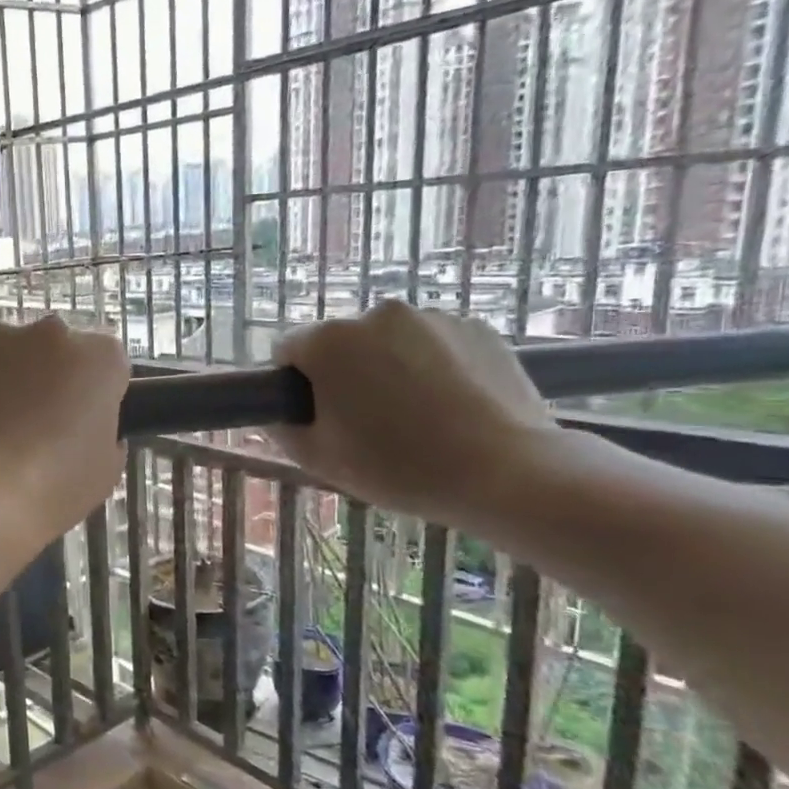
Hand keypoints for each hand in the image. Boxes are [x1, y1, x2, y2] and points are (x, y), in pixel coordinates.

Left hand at [0, 318, 128, 544]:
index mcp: (98, 357)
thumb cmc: (51, 486)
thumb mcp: (103, 472)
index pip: (104, 364)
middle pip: (52, 350)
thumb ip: (103, 435)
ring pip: (3, 352)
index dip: (91, 394)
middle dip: (44, 378)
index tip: (77, 424)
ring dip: (0, 380)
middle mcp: (50, 332)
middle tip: (30, 426)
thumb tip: (87, 428)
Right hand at [268, 300, 557, 527]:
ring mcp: (432, 317)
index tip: (316, 417)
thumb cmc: (398, 466)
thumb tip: (280, 412)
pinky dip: (431, 366)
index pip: (287, 350)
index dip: (294, 385)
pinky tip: (449, 406)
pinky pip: (433, 343)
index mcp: (329, 341)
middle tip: (365, 423)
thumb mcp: (317, 458)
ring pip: (388, 342)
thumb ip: (283, 427)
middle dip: (343, 374)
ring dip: (388, 368)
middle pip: (340, 343)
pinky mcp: (477, 327)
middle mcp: (376, 315)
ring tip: (415, 417)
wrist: (507, 473)